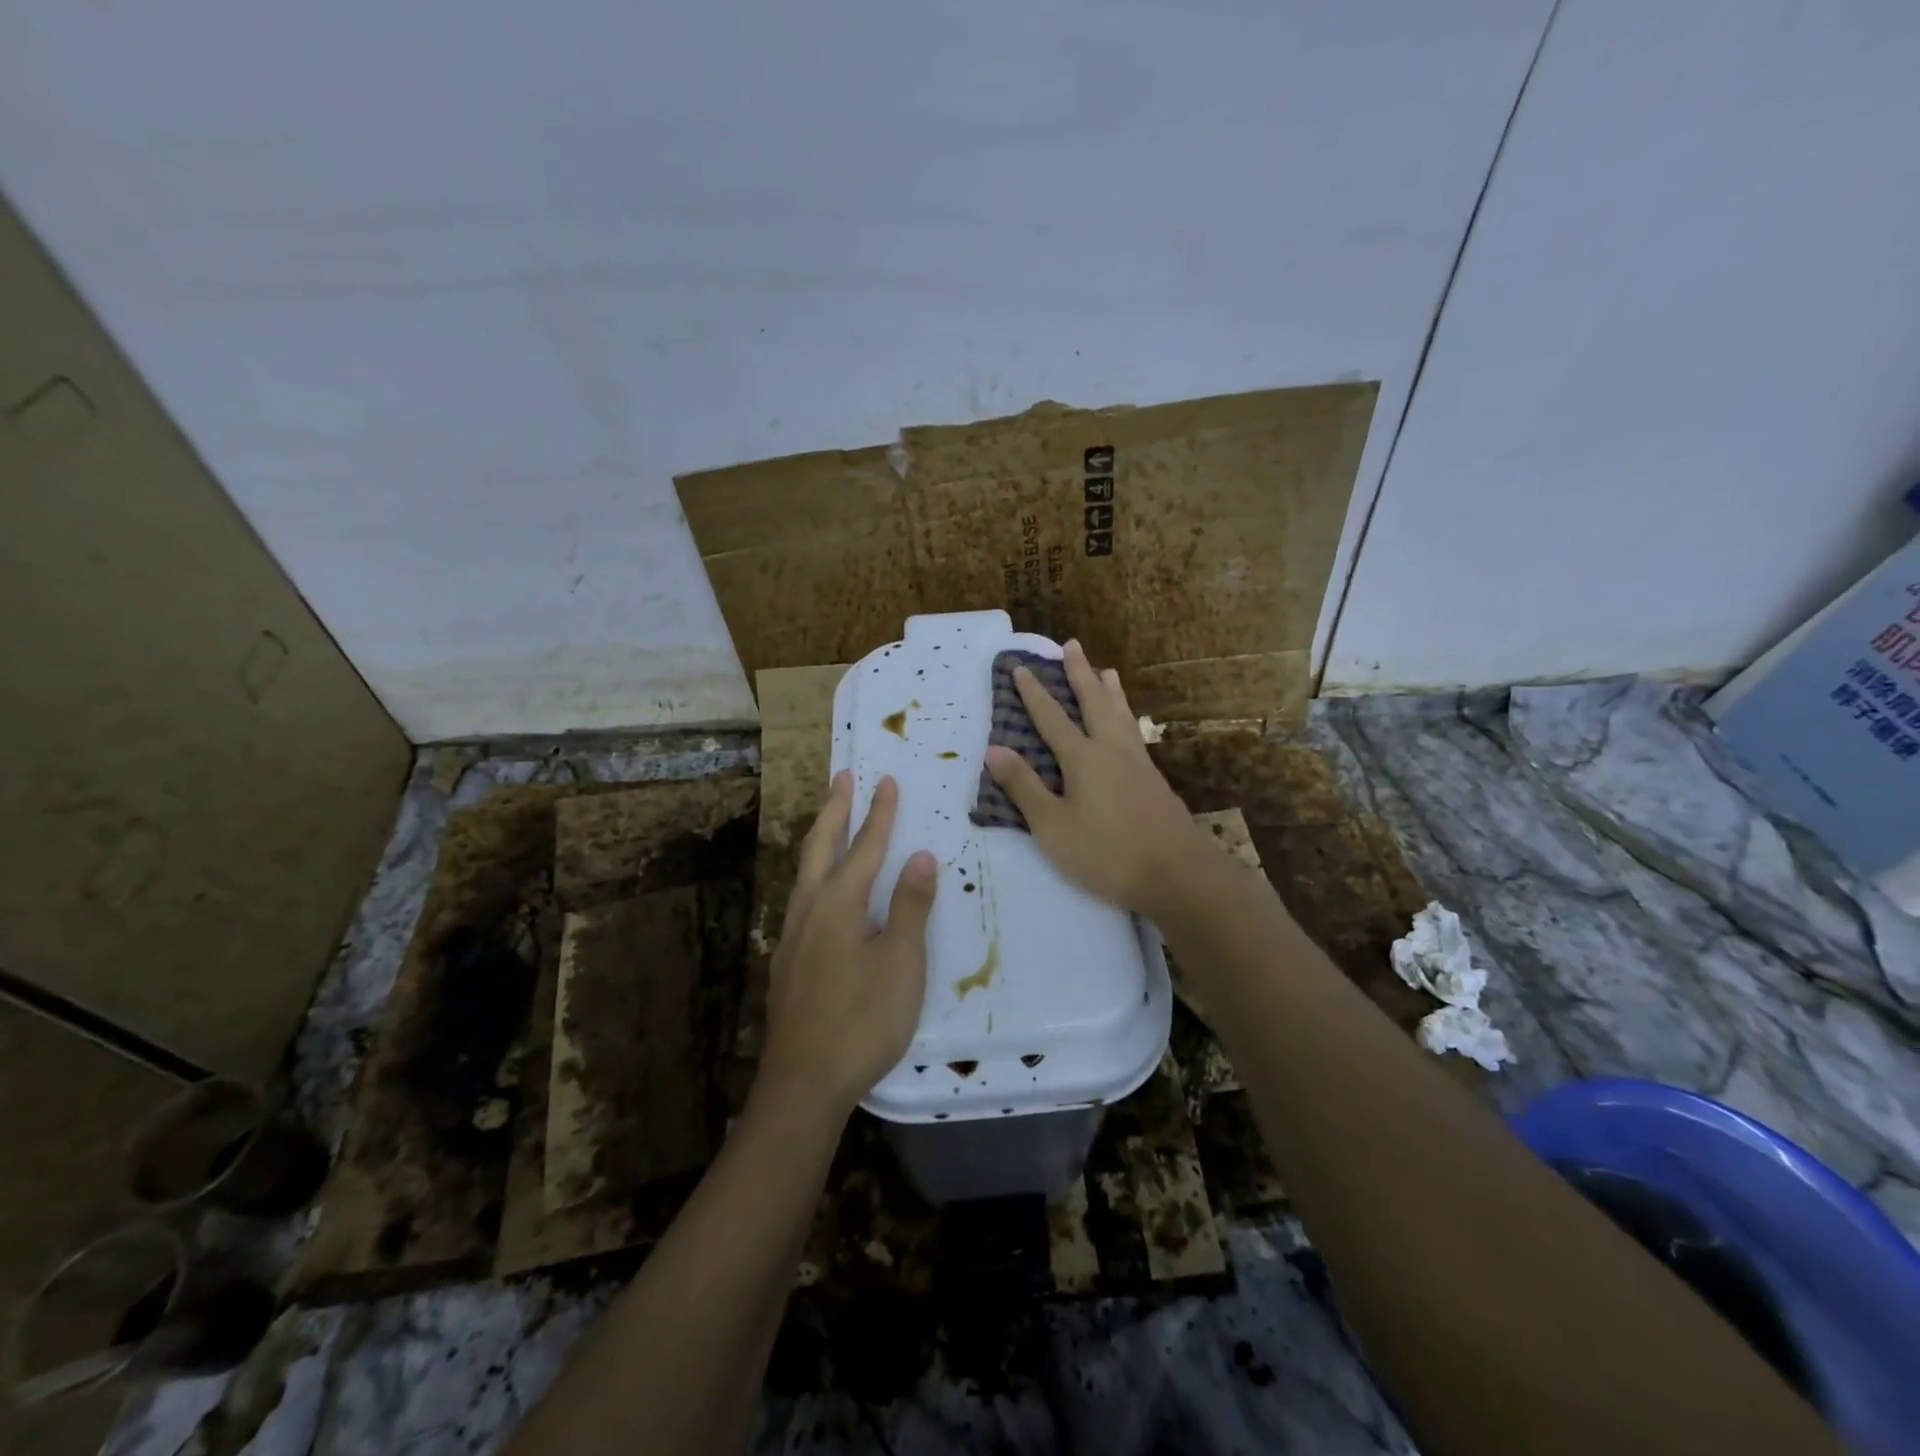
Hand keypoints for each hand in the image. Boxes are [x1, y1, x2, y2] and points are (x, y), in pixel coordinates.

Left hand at [757, 772, 937, 1120]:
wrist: (803, 1083)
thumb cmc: (862, 1020)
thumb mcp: (900, 962)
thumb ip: (909, 906)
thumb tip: (920, 857)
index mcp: (838, 904)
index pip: (865, 847)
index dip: (879, 813)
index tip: (887, 780)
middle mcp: (809, 910)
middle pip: (820, 847)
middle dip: (834, 810)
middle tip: (842, 777)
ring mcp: (792, 936)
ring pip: (804, 872)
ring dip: (819, 839)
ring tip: (830, 822)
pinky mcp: (787, 961)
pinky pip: (802, 898)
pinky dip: (814, 874)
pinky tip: (820, 891)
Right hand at [984, 639, 1213, 917]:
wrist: (1177, 874)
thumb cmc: (1106, 852)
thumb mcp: (1053, 825)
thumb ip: (1024, 787)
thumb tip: (994, 748)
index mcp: (1083, 758)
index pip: (1052, 718)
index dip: (1034, 692)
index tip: (1021, 666)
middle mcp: (1112, 750)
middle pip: (1094, 703)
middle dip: (1080, 673)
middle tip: (1072, 645)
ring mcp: (1138, 764)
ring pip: (1121, 715)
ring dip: (1110, 690)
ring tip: (1107, 670)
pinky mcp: (1155, 781)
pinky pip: (1135, 733)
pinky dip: (1127, 716)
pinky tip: (1129, 726)